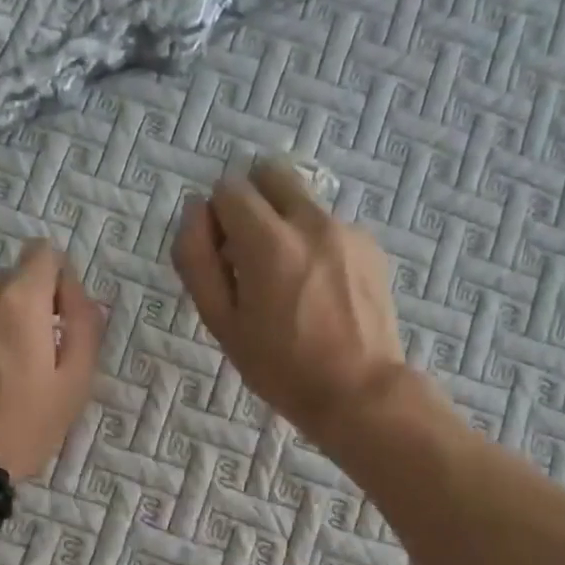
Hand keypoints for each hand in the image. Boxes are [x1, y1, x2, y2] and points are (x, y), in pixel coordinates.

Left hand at [0, 241, 104, 480]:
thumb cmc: (20, 426)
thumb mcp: (74, 384)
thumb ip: (86, 328)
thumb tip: (82, 297)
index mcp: (18, 299)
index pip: (44, 253)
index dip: (59, 282)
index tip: (59, 321)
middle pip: (11, 280)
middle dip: (24, 308)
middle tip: (26, 359)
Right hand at [172, 160, 406, 443]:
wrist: (359, 392)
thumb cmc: (281, 367)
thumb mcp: (221, 322)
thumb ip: (197, 259)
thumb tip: (194, 212)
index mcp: (268, 241)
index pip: (229, 188)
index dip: (218, 219)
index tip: (225, 256)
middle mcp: (311, 221)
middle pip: (270, 172)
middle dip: (252, 200)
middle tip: (252, 250)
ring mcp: (346, 230)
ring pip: (302, 200)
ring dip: (285, 223)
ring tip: (292, 281)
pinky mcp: (370, 245)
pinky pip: (330, 225)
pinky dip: (316, 243)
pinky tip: (322, 290)